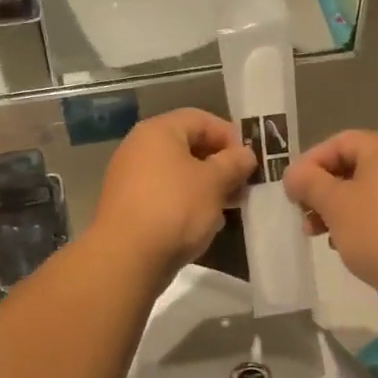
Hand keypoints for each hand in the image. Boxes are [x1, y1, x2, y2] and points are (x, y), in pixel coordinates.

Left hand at [91, 109, 257, 280]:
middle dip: (219, 164)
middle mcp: (139, 148)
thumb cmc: (175, 208)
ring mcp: (130, 178)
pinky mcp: (129, 206)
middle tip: (243, 186)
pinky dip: (186, 203)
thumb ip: (234, 163)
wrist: (127, 257)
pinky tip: (203, 223)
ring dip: (206, 186)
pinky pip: (165, 195)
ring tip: (228, 207)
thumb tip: (246, 154)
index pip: (201, 119)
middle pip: (188, 146)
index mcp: (158, 131)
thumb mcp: (214, 182)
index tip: (250, 160)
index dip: (230, 136)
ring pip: (178, 174)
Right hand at [284, 131, 377, 315]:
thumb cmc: (376, 231)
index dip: (310, 162)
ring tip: (315, 233)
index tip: (291, 189)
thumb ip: (308, 182)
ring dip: (334, 209)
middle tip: (301, 212)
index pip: (339, 142)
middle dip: (320, 190)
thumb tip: (294, 174)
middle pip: (352, 167)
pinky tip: (341, 244)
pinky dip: (356, 223)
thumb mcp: (334, 203)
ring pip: (364, 193)